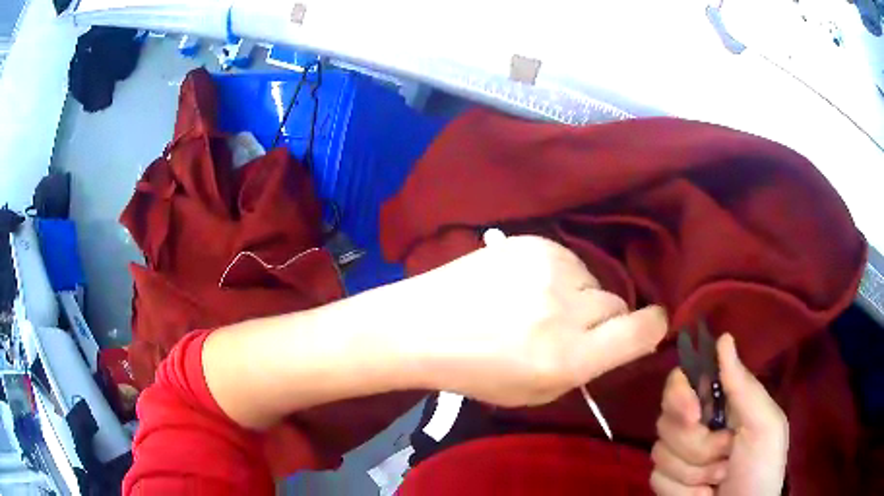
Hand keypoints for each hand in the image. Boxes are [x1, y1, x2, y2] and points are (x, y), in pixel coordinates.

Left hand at [407, 235, 667, 406]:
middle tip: (570, 329)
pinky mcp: (534, 243)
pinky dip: (559, 277)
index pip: (641, 332)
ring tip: (538, 307)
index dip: (653, 328)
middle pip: (618, 305)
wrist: (424, 325)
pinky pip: (570, 262)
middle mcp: (566, 311)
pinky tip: (525, 287)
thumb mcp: (536, 392)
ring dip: (579, 297)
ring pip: (594, 282)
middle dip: (603, 320)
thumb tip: (617, 341)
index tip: (652, 326)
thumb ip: (584, 369)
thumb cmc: (476, 371)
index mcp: (568, 358)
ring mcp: (550, 269)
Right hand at [650, 334, 788, 495]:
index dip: (680, 394)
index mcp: (720, 404)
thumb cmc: (762, 467)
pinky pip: (657, 479)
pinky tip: (703, 494)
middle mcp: (695, 426)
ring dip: (694, 471)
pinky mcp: (666, 483)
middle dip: (697, 444)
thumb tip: (723, 339)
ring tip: (718, 478)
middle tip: (725, 452)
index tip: (695, 414)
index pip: (682, 381)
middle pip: (666, 419)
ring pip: (660, 452)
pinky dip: (682, 491)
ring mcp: (678, 457)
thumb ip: (743, 386)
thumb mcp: (764, 425)